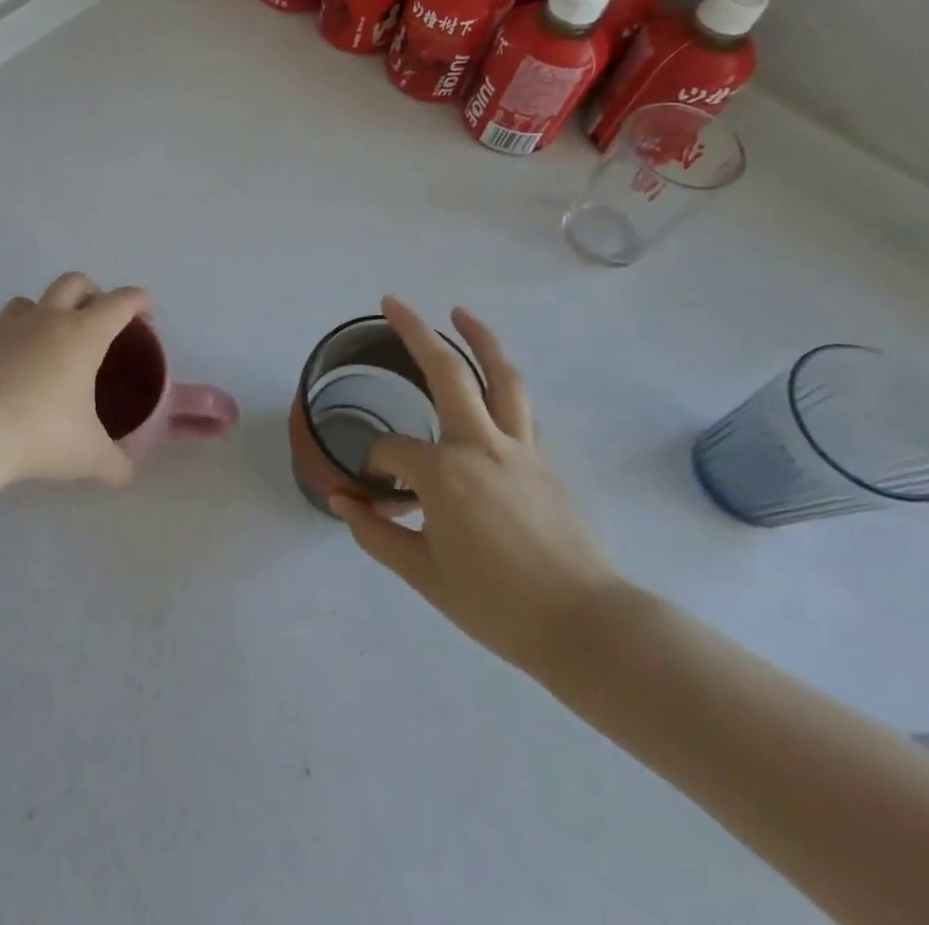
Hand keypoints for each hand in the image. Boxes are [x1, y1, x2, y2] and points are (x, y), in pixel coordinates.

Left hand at [0, 272, 144, 487]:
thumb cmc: (43, 433)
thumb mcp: (89, 455)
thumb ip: (114, 463)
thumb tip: (126, 473)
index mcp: (83, 335)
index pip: (120, 302)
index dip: (139, 301)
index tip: (146, 314)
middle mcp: (46, 320)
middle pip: (73, 282)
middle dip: (92, 292)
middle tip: (98, 319)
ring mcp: (5, 329)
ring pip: (28, 301)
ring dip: (43, 312)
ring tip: (48, 343)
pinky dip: (8, 346)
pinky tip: (8, 375)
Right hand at [329, 297, 621, 677]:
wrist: (586, 627)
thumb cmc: (497, 604)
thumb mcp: (424, 575)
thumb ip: (375, 533)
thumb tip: (342, 502)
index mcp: (443, 473)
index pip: (391, 451)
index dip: (376, 468)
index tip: (377, 494)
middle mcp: (480, 445)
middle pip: (447, 372)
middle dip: (416, 331)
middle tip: (392, 303)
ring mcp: (519, 448)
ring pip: (501, 377)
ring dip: (479, 339)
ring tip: (459, 313)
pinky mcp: (543, 460)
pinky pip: (519, 406)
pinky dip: (501, 382)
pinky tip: (488, 382)